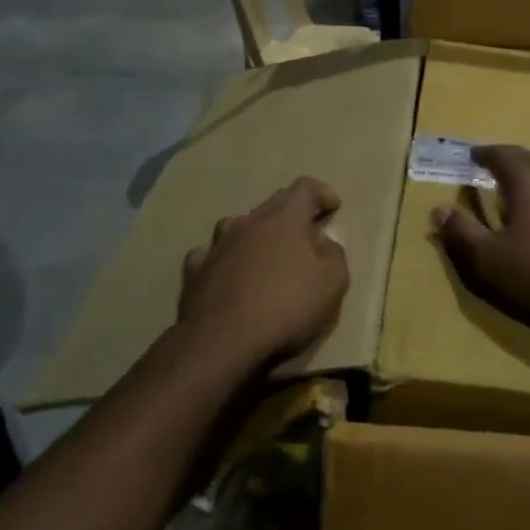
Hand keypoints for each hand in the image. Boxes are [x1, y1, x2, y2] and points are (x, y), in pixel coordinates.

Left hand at [178, 177, 349, 369]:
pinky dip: (223, 258)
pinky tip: (226, 271)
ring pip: (237, 225)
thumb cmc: (287, 308)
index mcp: (284, 220)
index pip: (304, 188)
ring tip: (263, 250)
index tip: (333, 206)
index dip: (321, 192)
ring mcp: (217, 246)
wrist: (223, 342)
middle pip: (272, 203)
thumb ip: (335, 254)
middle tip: (305, 231)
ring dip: (254, 232)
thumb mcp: (332, 283)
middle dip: (291, 212)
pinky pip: (210, 254)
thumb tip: (327, 239)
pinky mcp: (195, 271)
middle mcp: (248, 223)